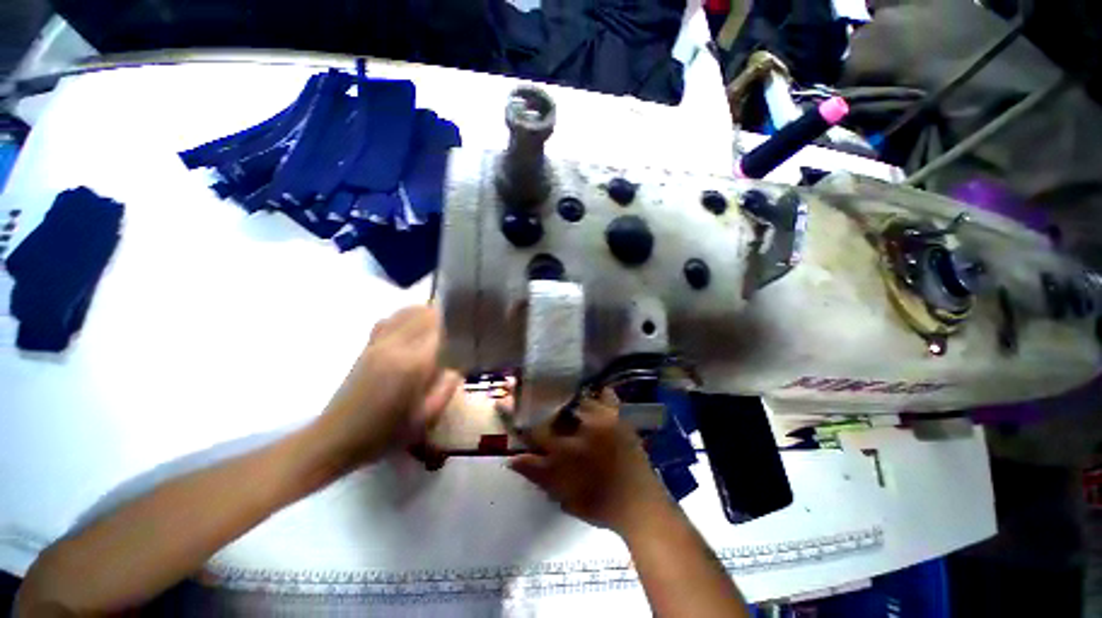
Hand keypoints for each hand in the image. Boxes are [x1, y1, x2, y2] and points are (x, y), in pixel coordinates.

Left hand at [313, 306, 461, 468]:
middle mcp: (397, 346)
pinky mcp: (367, 346)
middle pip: (425, 314)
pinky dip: (405, 317)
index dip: (458, 325)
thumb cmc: (385, 433)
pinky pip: (389, 319)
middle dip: (446, 316)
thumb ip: (447, 388)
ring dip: (426, 314)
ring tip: (439, 326)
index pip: (442, 329)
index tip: (470, 331)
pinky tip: (412, 329)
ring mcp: (379, 343)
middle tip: (458, 329)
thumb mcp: (426, 418)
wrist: (336, 438)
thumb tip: (458, 367)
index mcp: (414, 364)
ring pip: (407, 312)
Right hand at [508, 390, 672, 534]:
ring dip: (567, 395)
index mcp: (564, 448)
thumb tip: (512, 458)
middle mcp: (580, 427)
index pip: (533, 427)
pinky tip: (596, 392)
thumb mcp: (562, 494)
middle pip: (554, 406)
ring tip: (560, 391)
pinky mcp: (619, 418)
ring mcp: (602, 419)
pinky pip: (608, 396)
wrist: (639, 504)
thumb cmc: (597, 503)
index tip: (504, 401)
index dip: (516, 414)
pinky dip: (601, 393)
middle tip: (534, 391)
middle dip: (541, 398)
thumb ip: (536, 473)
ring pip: (578, 398)